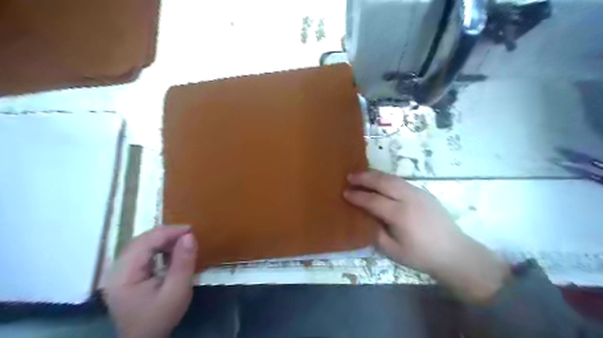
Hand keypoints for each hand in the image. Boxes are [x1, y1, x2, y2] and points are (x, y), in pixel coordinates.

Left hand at [103, 226, 198, 335]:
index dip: (168, 232)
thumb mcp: (177, 291)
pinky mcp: (125, 275)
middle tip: (189, 235)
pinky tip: (170, 252)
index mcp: (123, 275)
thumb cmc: (160, 317)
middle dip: (166, 234)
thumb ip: (183, 262)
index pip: (145, 242)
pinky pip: (141, 253)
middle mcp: (116, 270)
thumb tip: (189, 236)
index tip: (191, 231)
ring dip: (162, 240)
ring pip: (140, 245)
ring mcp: (118, 272)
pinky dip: (157, 248)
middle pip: (140, 241)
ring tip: (182, 242)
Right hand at [343, 171, 507, 304]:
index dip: (357, 196)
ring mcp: (418, 193)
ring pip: (392, 178)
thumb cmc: (421, 255)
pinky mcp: (424, 192)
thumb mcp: (393, 251)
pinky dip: (387, 179)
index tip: (345, 192)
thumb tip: (364, 218)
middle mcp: (409, 198)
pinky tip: (381, 182)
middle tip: (349, 176)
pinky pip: (401, 181)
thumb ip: (375, 232)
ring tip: (362, 175)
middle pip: (383, 182)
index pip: (373, 200)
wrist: (454, 253)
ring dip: (375, 175)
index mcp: (400, 215)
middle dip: (364, 177)